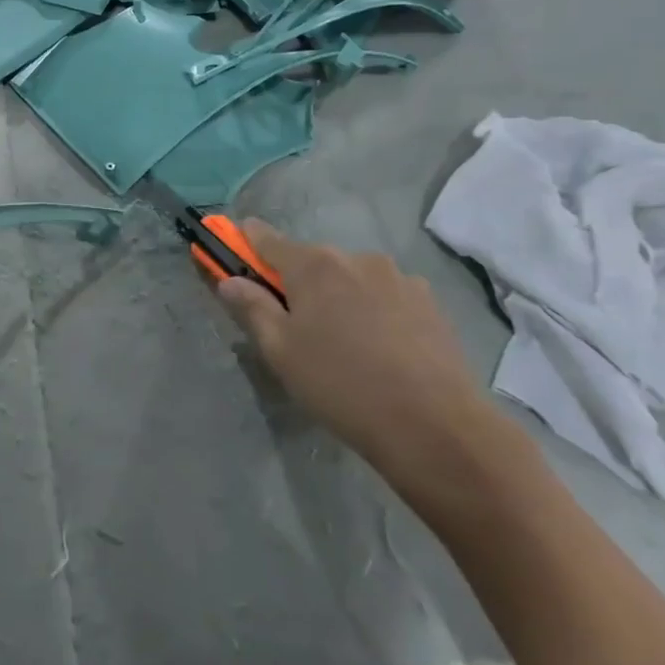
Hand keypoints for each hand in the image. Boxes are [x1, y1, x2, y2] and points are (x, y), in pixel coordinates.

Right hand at [216, 222, 510, 494]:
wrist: (435, 426)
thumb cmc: (341, 385)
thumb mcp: (281, 351)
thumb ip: (252, 308)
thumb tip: (229, 280)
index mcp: (313, 265)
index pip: (266, 238)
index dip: (245, 241)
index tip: (233, 246)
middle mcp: (355, 258)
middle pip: (312, 261)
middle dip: (298, 283)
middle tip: (295, 325)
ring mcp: (398, 277)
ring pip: (352, 279)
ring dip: (340, 298)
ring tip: (346, 345)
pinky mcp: (429, 302)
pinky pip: (387, 296)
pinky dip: (375, 311)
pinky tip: (382, 350)